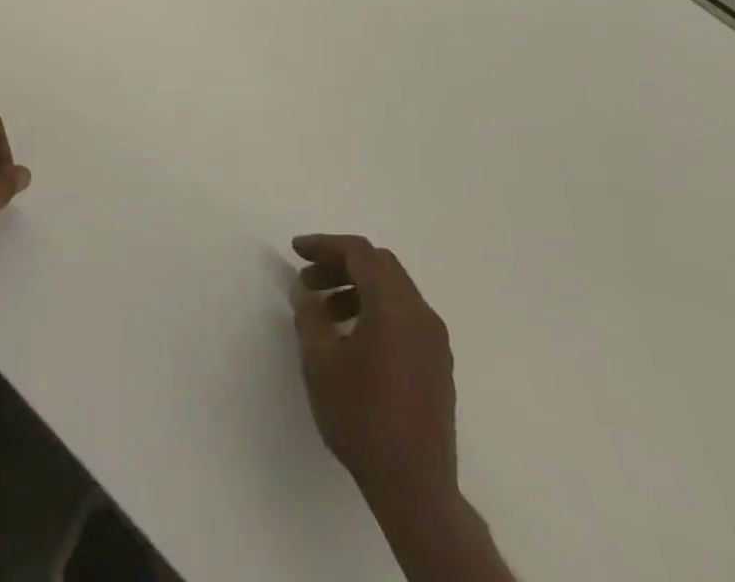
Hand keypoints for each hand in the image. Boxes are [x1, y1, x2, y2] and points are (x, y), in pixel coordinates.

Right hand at [292, 234, 457, 508]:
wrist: (415, 489)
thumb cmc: (362, 418)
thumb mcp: (320, 363)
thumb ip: (309, 315)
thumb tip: (305, 289)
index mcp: (395, 307)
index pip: (359, 253)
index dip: (325, 245)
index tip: (296, 251)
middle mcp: (421, 314)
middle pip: (380, 266)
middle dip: (340, 264)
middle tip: (309, 280)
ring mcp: (435, 340)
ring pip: (393, 290)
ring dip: (357, 288)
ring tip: (324, 312)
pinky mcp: (438, 364)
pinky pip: (405, 316)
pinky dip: (376, 309)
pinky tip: (352, 337)